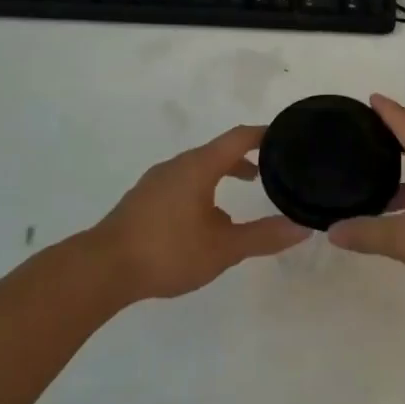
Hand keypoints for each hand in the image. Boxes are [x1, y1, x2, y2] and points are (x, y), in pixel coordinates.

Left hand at [93, 126, 307, 301]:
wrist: (102, 269)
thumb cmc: (168, 251)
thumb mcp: (223, 248)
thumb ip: (263, 237)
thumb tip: (301, 228)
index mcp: (199, 166)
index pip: (239, 137)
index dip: (264, 134)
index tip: (286, 137)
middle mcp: (177, 165)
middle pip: (218, 151)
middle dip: (246, 158)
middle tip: (272, 170)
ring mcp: (156, 182)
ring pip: (198, 168)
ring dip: (223, 175)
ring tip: (242, 194)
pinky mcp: (143, 199)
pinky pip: (182, 183)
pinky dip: (203, 188)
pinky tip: (205, 221)